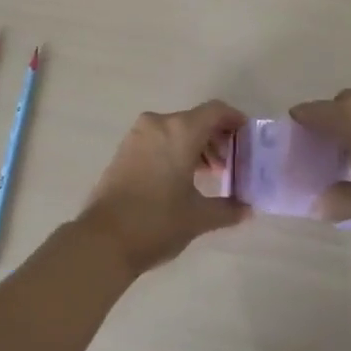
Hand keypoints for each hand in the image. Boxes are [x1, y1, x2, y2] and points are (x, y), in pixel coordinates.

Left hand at [77, 101, 250, 274]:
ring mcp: (138, 134)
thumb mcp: (198, 218)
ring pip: (176, 128)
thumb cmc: (157, 222)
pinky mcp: (125, 148)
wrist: (103, 239)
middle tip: (230, 164)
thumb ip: (228, 209)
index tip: (247, 138)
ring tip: (208, 174)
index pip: (216, 111)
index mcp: (181, 130)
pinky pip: (159, 138)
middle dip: (216, 138)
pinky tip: (182, 177)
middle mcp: (159, 123)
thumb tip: (247, 209)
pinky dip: (175, 148)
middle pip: (196, 119)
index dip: (235, 120)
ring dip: (196, 145)